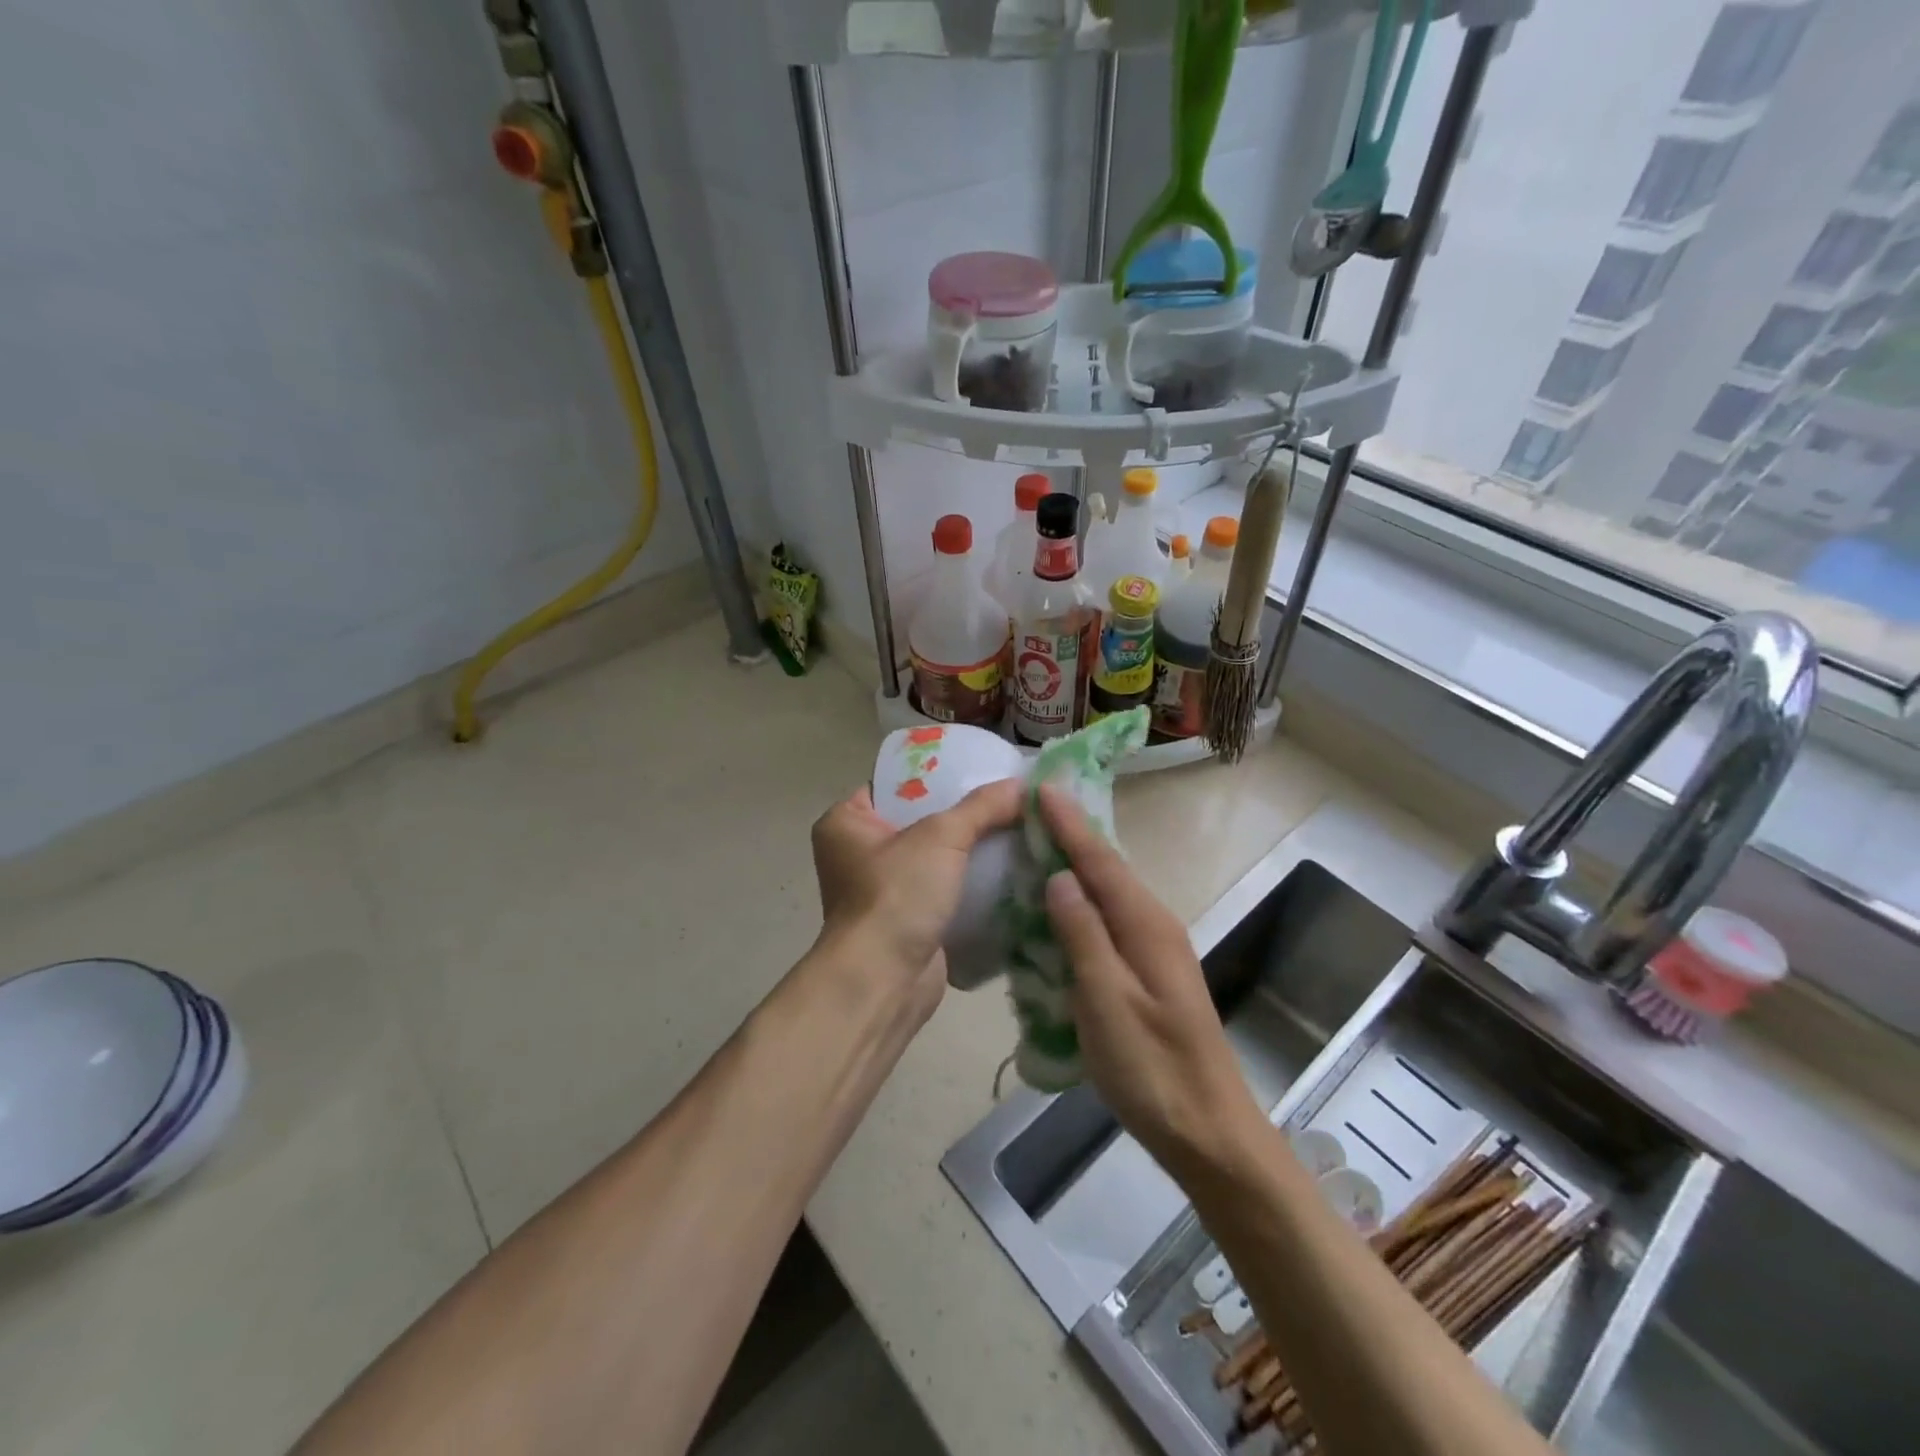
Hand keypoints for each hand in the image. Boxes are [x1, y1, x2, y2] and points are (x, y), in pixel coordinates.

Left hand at [810, 780, 1022, 1007]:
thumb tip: (1024, 785)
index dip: (935, 776)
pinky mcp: (907, 921)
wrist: (884, 981)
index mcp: (845, 823)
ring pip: (935, 859)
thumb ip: (982, 807)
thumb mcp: (941, 837)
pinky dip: (970, 884)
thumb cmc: (896, 895)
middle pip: (920, 820)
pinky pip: (944, 890)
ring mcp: (882, 891)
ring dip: (970, 851)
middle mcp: (857, 854)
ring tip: (1016, 830)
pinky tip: (1009, 870)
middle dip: (962, 815)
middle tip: (1006, 800)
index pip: (894, 785)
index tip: (978, 769)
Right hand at [1037, 785, 1266, 1176]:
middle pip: (1108, 870)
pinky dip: (1082, 904)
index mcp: (1145, 926)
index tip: (1043, 787)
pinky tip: (1061, 909)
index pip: (1100, 862)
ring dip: (1076, 868)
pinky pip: (1110, 922)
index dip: (1069, 825)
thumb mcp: (1107, 1002)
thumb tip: (1059, 878)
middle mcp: (1155, 926)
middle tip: (1034, 809)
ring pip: (1109, 895)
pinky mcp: (1149, 974)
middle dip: (1073, 836)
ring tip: (1040, 846)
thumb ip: (1083, 936)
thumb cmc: (1152, 1069)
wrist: (1208, 1131)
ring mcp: (1155, 951)